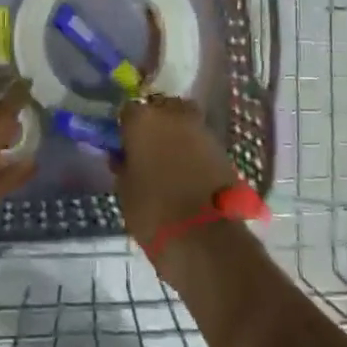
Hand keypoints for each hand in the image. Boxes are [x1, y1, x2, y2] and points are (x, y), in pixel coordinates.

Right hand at [114, 96, 241, 250]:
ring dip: (176, 135)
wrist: (204, 238)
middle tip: (147, 146)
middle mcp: (174, 116)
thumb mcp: (125, 189)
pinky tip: (187, 172)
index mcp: (143, 120)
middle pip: (161, 107)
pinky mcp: (224, 151)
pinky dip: (194, 151)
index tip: (123, 143)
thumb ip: (124, 165)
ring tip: (168, 160)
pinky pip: (201, 143)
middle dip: (155, 122)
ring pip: (184, 122)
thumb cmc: (152, 211)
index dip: (125, 126)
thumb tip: (123, 156)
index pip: (128, 110)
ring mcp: (203, 131)